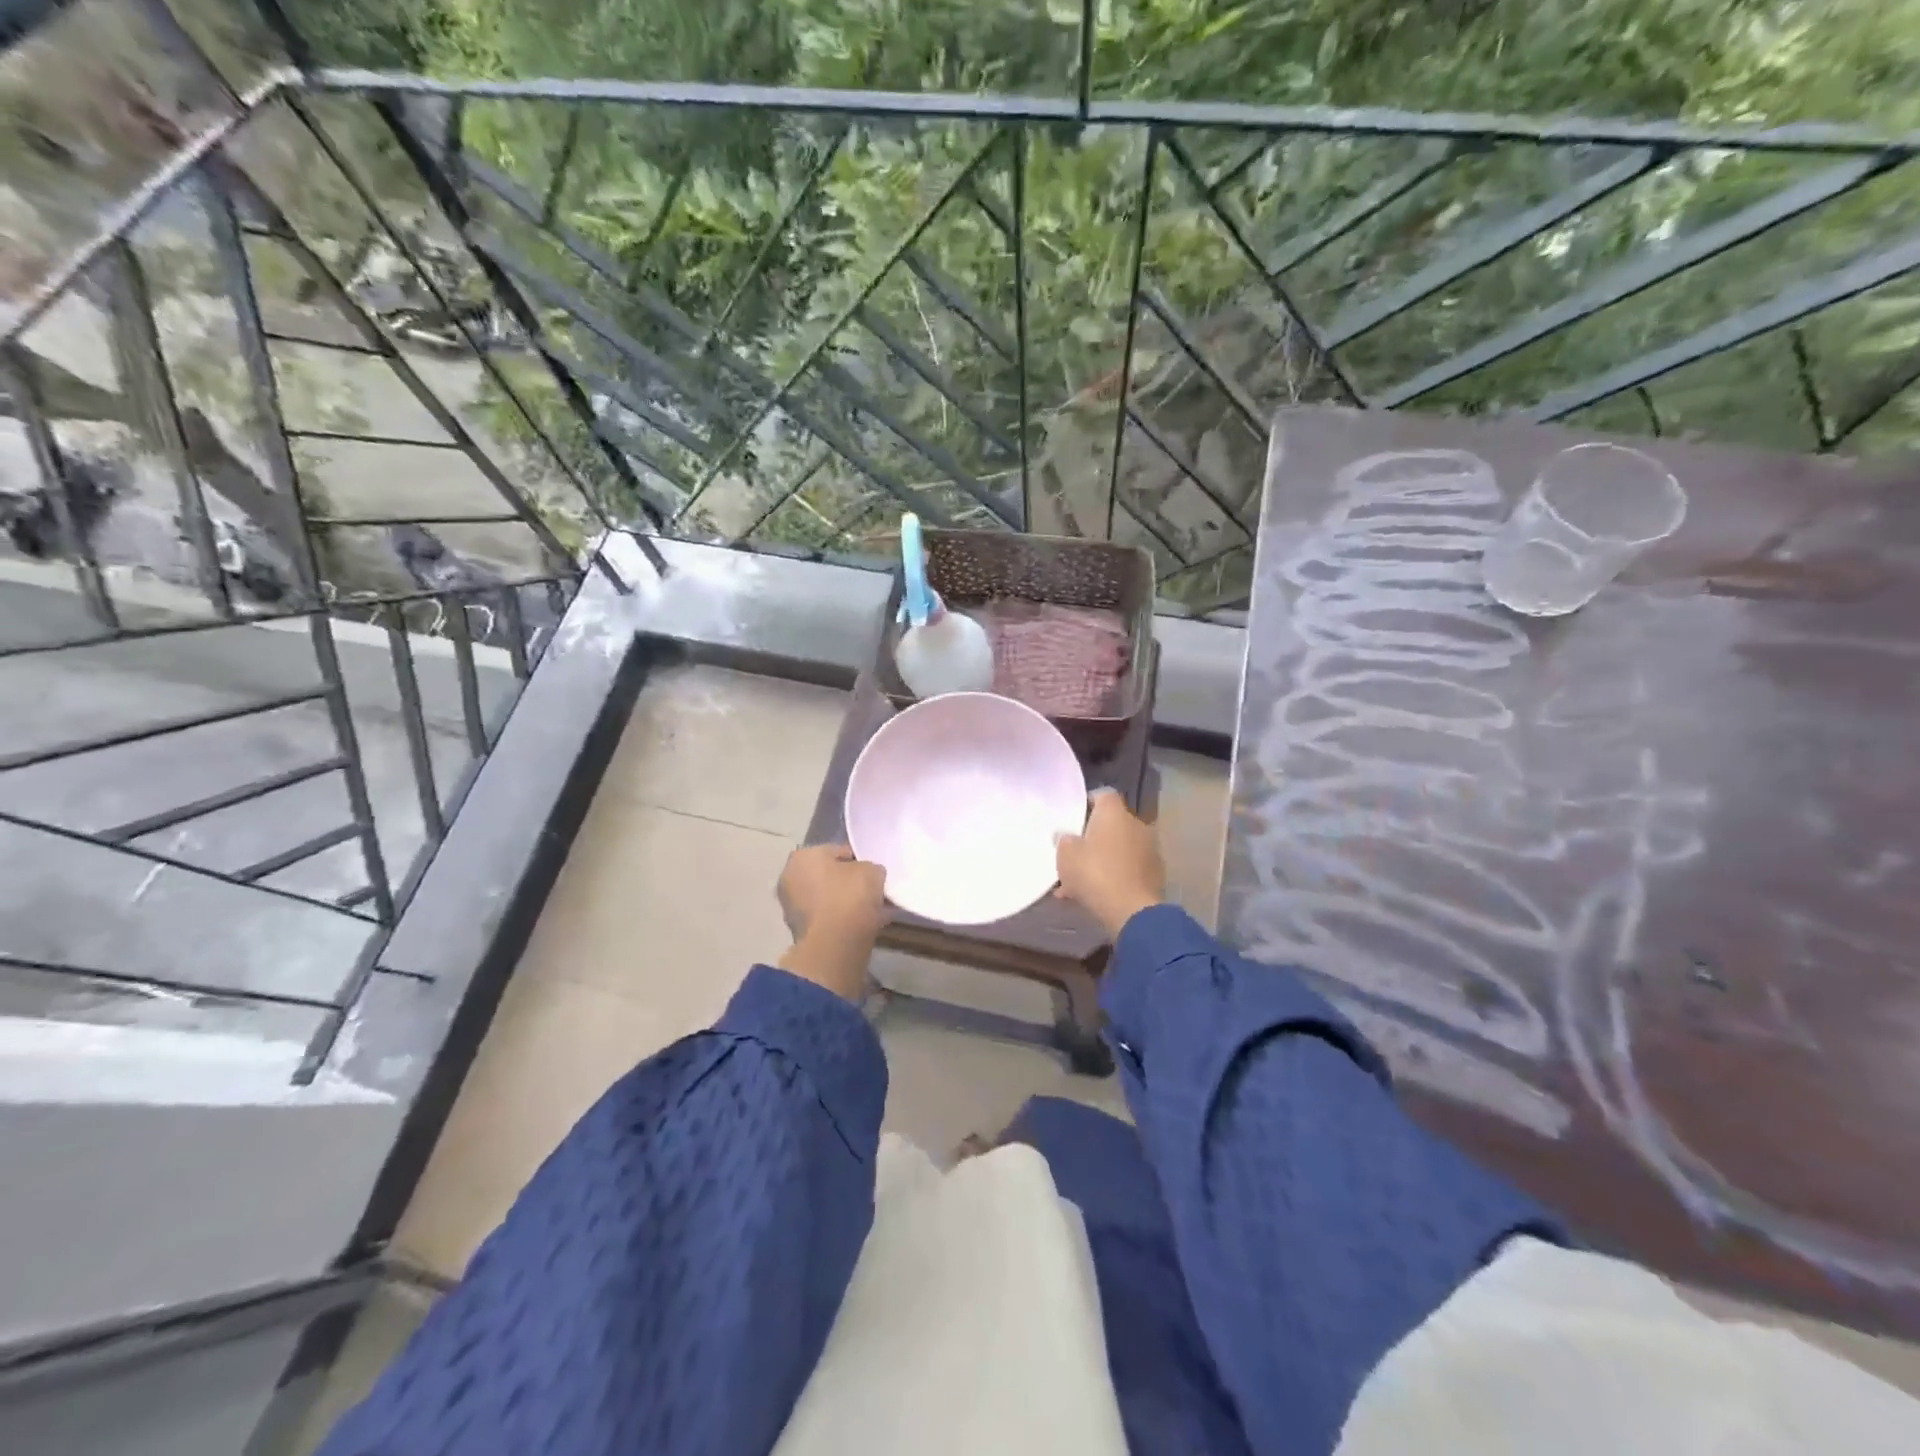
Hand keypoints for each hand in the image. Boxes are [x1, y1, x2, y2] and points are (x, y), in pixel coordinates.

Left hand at [777, 844, 886, 1000]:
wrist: (835, 945)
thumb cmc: (850, 896)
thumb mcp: (872, 871)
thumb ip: (870, 868)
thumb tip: (869, 875)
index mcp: (803, 856)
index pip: (837, 851)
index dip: (859, 860)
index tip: (874, 872)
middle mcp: (790, 878)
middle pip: (830, 876)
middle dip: (851, 883)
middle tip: (874, 891)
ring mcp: (792, 907)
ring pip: (830, 899)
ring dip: (849, 903)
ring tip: (876, 910)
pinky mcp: (801, 932)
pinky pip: (829, 919)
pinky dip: (845, 920)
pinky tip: (867, 924)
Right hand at [1054, 788, 1165, 939]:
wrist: (1132, 911)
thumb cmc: (1095, 873)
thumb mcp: (1065, 855)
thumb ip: (1063, 840)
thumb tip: (1066, 835)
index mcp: (1114, 813)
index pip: (1102, 795)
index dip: (1087, 804)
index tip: (1072, 819)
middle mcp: (1136, 824)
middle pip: (1110, 824)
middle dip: (1092, 838)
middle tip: (1074, 855)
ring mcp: (1149, 849)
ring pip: (1118, 849)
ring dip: (1102, 860)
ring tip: (1078, 883)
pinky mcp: (1155, 873)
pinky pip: (1128, 869)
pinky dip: (1114, 876)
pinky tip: (1096, 895)